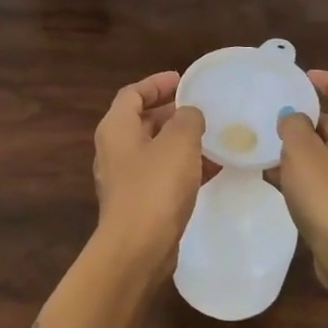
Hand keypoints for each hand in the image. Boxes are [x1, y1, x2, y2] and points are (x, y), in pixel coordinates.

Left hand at [92, 71, 205, 277]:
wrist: (138, 248)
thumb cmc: (155, 186)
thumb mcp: (178, 142)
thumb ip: (187, 119)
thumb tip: (189, 114)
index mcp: (116, 128)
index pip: (132, 94)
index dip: (156, 84)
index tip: (182, 80)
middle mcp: (115, 150)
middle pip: (142, 121)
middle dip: (171, 112)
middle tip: (201, 108)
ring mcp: (126, 179)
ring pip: (155, 150)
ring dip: (181, 141)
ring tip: (213, 136)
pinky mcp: (139, 203)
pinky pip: (162, 175)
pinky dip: (184, 167)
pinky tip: (212, 169)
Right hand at [274, 70, 327, 299]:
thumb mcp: (302, 151)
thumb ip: (293, 126)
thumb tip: (292, 116)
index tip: (303, 79)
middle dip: (309, 118)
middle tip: (276, 117)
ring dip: (302, 148)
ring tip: (269, 148)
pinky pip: (324, 179)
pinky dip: (303, 174)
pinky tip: (276, 181)